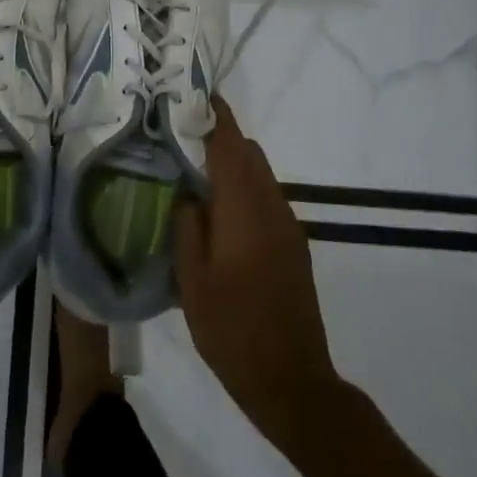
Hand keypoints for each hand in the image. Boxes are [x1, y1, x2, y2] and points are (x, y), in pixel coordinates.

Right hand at [174, 99, 340, 446]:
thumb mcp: (192, 280)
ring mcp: (288, 227)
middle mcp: (272, 208)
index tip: (195, 94)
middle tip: (182, 137)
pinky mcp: (294, 246)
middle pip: (249, 154)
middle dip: (221, 137)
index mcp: (245, 210)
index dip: (215, 116)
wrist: (293, 382)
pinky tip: (219, 211)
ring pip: (261, 175)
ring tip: (195, 172)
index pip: (231, 146)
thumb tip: (188, 192)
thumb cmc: (233, 330)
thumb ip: (187, 226)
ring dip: (233, 163)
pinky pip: (267, 198)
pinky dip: (244, 187)